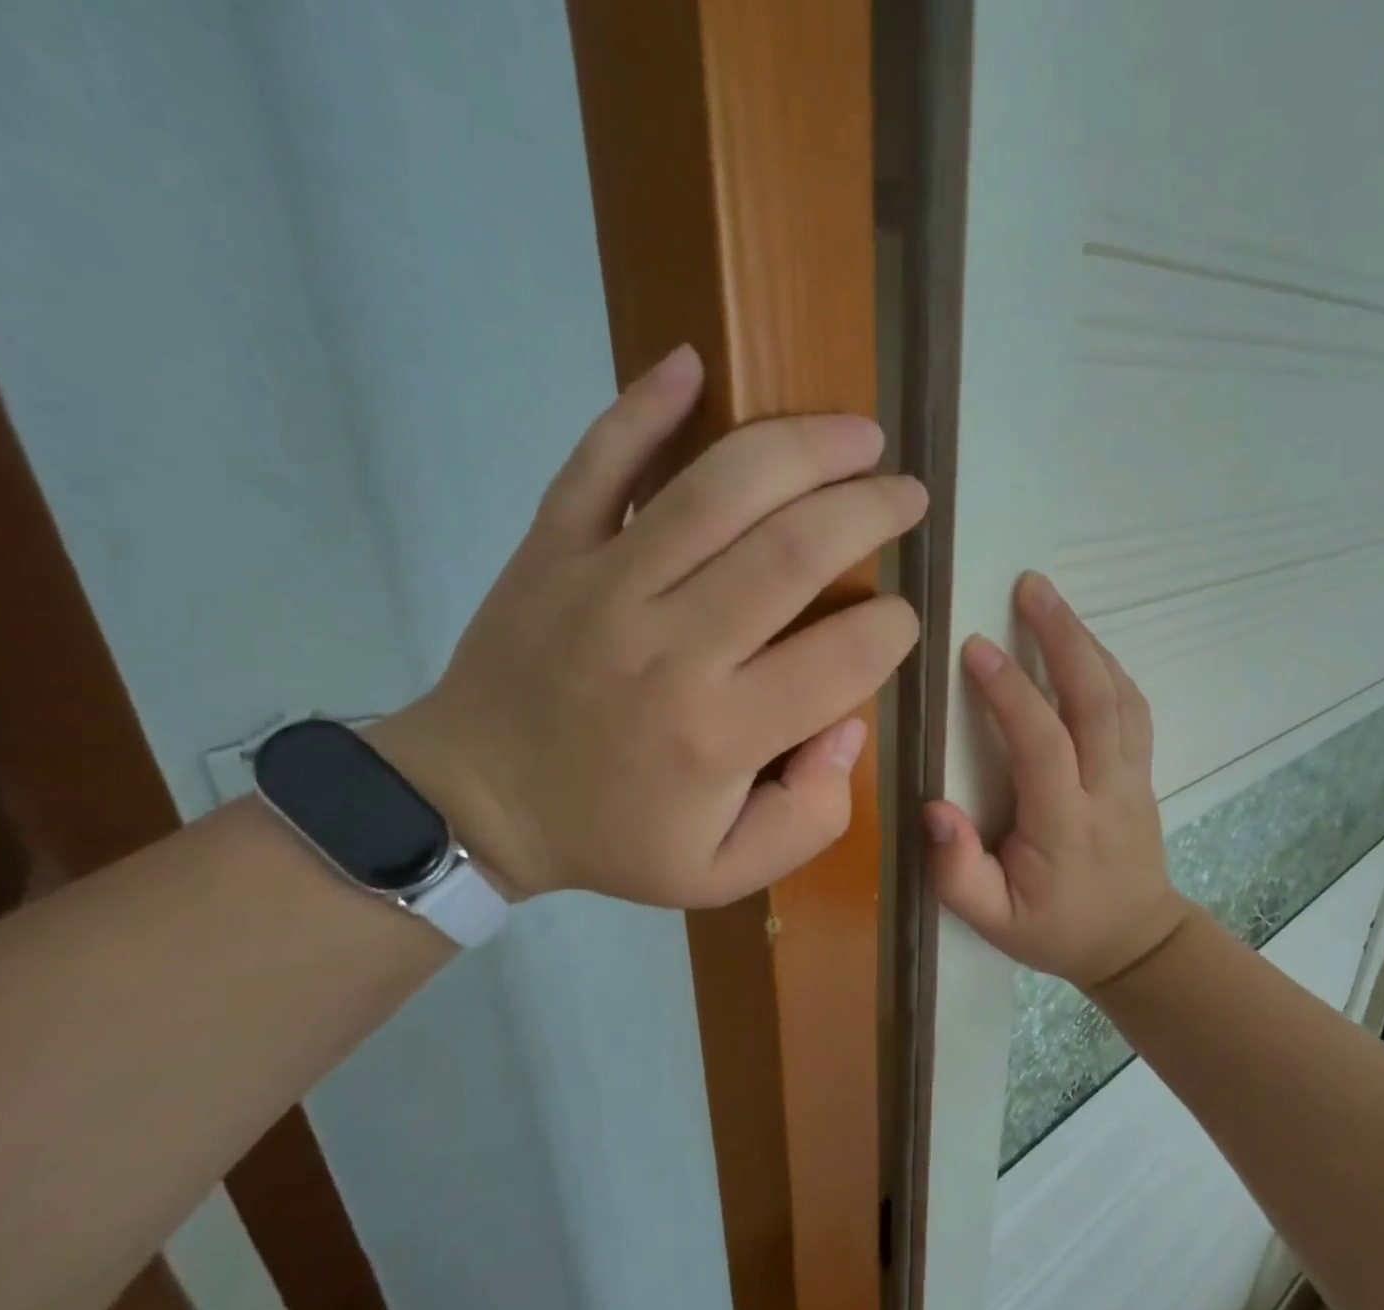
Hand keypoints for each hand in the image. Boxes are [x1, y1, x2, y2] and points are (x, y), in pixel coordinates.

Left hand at [375, 345, 925, 907]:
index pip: (845, 657)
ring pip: (717, 489)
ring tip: (857, 434)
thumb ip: (809, 816)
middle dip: (872, 510)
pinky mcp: (552, 547)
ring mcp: (604, 583)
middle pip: (794, 549)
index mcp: (719, 732)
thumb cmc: (613, 837)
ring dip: (802, 447)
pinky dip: (644, 404)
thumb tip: (849, 724)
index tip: (899, 619)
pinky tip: (693, 363)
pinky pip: (598, 460)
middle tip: (907, 495)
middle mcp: (671, 646)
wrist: (475, 802)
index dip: (894, 629)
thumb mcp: (724, 871)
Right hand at [925, 573, 1192, 988]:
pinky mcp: (1142, 770)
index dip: (1010, 692)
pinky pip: (1133, 707)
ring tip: (1050, 600)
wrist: (1135, 942)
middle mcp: (1107, 789)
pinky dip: (1108, 665)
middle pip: (1096, 700)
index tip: (974, 647)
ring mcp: (1133, 776)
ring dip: (1087, 641)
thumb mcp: (992, 922)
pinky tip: (1083, 643)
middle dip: (1063, 637)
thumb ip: (957, 871)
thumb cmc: (1054, 929)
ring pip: (1120, 696)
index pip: (1041, 744)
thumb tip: (933, 808)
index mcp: (1064, 823)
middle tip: (1030, 586)